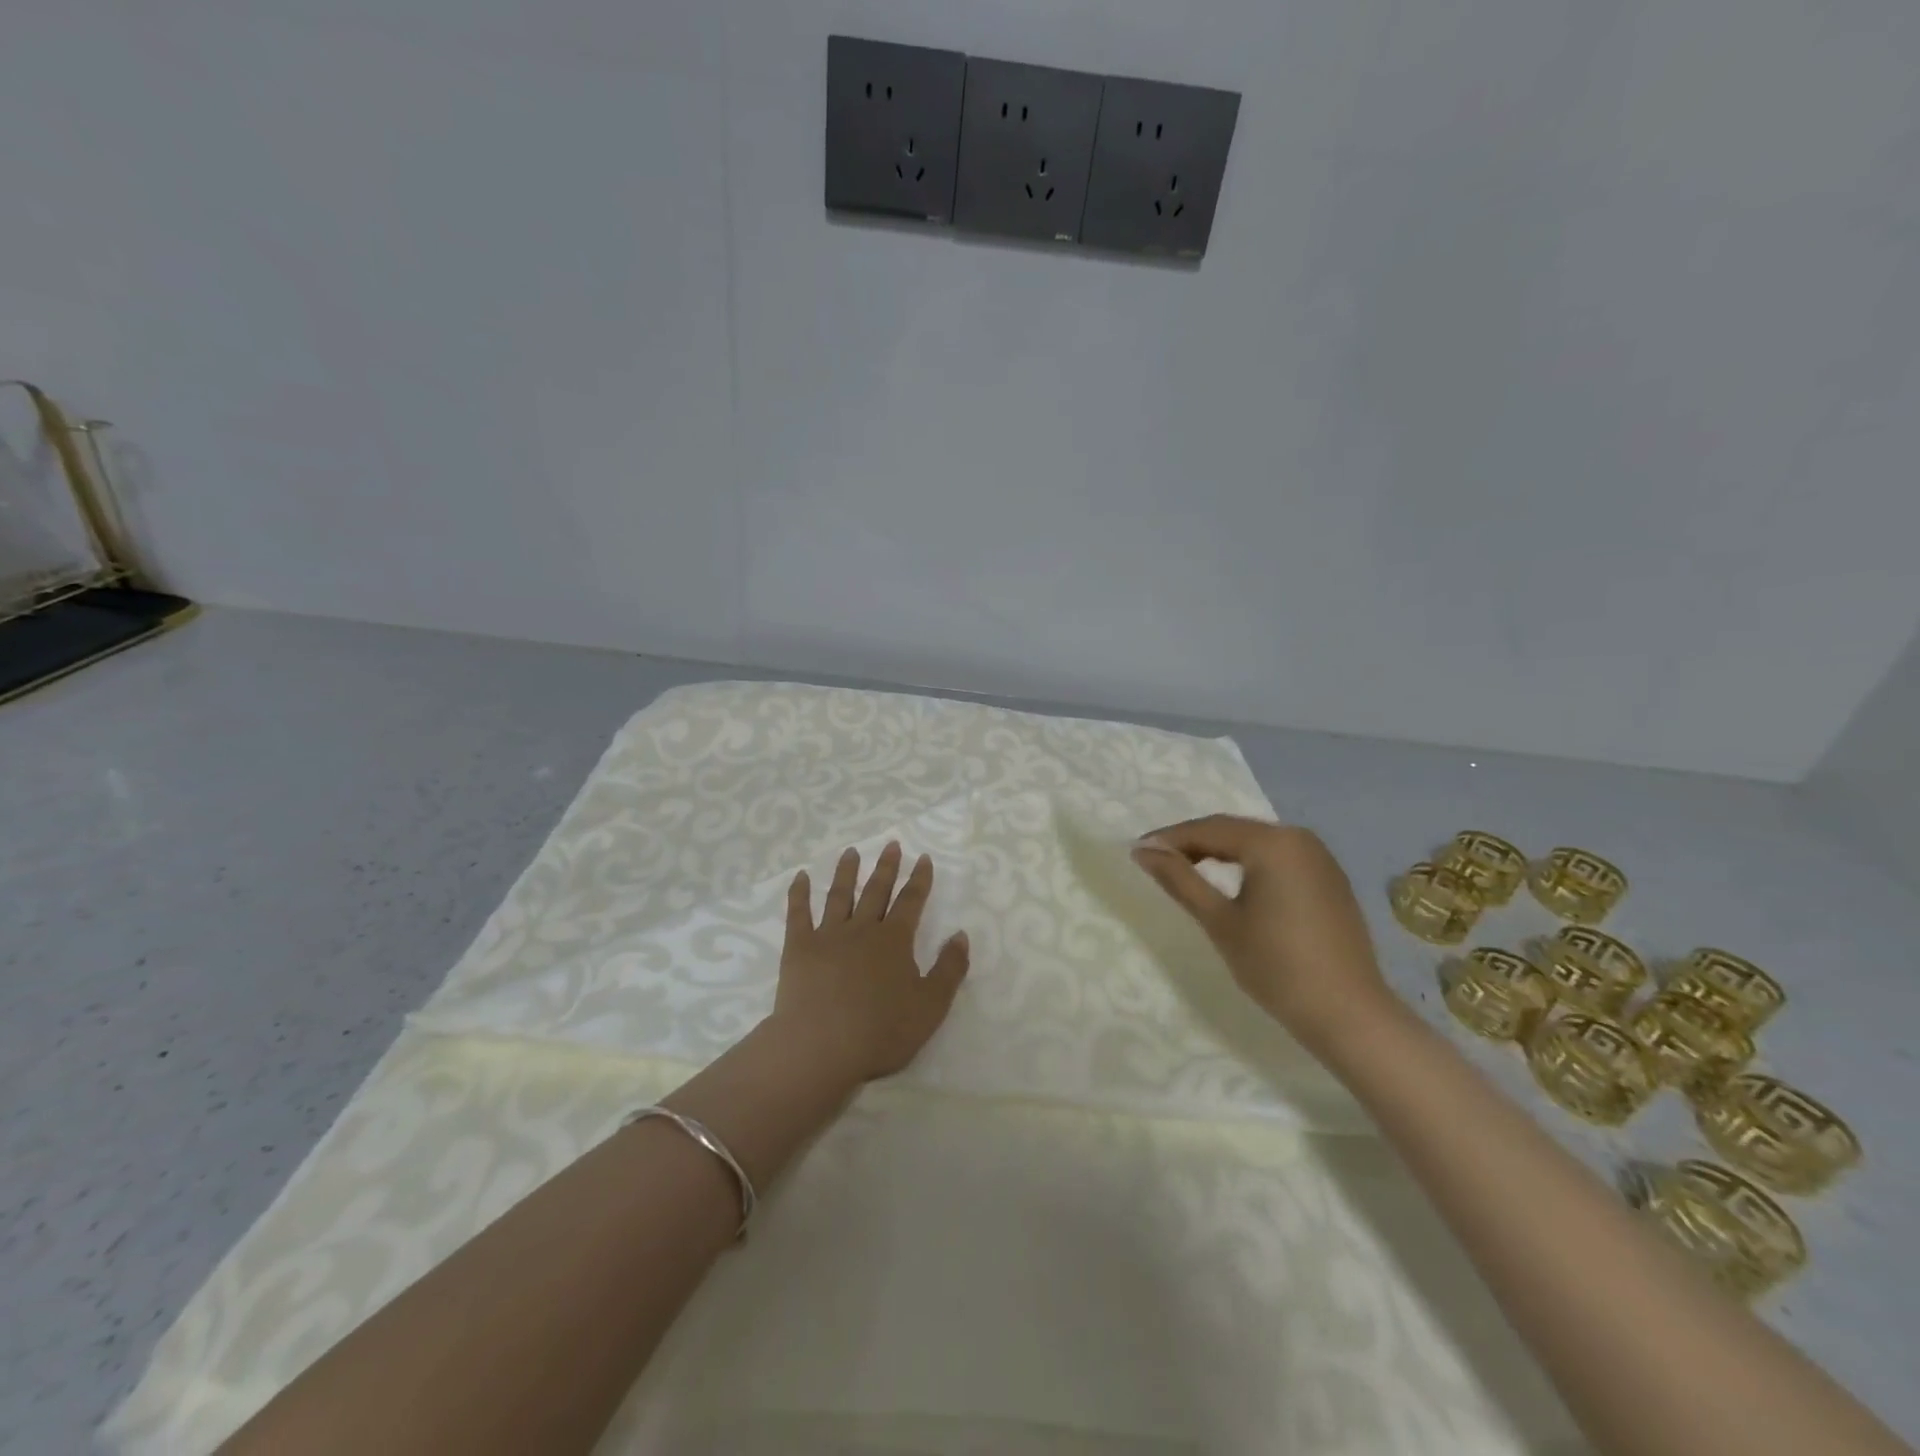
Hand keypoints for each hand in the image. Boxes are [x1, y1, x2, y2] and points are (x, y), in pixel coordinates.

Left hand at [769, 842, 970, 1083]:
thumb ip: (950, 969)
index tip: (923, 858)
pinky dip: (799, 893)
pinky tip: (800, 877)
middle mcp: (863, 929)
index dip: (919, 879)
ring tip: (851, 852)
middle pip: (876, 891)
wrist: (821, 1046)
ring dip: (846, 872)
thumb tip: (960, 934)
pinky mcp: (799, 948)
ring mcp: (828, 936)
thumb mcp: (931, 1005)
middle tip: (891, 844)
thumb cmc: (882, 1031)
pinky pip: (798, 914)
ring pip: (839, 895)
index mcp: (895, 941)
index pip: (911, 901)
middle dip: (886, 867)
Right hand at [1131, 816, 1398, 1058]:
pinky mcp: (1329, 879)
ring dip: (1219, 851)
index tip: (1137, 851)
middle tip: (1156, 860)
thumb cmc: (1276, 966)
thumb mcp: (1219, 921)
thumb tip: (1143, 851)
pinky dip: (1248, 863)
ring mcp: (1319, 857)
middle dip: (1193, 842)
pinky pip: (1278, 858)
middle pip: (1233, 830)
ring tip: (1186, 869)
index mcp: (1272, 843)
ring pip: (1255, 842)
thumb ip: (1179, 879)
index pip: (1208, 829)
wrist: (1348, 1014)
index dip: (1169, 839)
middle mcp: (1299, 838)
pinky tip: (1230, 882)